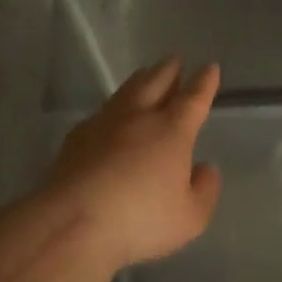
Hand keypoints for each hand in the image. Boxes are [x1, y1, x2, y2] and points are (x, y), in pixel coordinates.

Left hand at [43, 56, 222, 268]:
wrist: (71, 222)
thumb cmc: (140, 219)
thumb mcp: (190, 217)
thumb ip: (204, 191)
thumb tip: (205, 168)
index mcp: (172, 131)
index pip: (193, 98)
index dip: (204, 82)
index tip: (209, 67)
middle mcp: (138, 118)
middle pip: (155, 83)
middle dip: (168, 70)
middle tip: (174, 59)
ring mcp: (103, 125)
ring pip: (126, 93)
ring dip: (140, 80)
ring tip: (145, 74)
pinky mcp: (75, 139)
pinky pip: (100, 113)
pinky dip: (112, 107)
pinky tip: (109, 115)